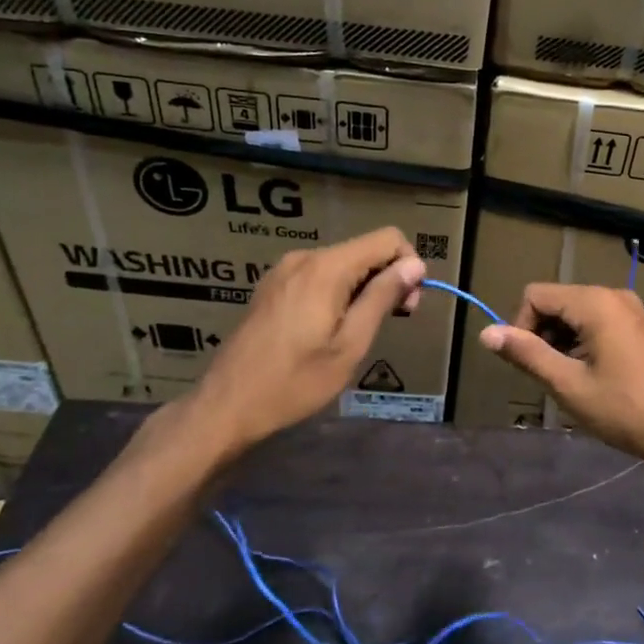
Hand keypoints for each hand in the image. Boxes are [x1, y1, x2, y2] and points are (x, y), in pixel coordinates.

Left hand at [172, 226, 425, 456]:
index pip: (387, 239)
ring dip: (363, 289)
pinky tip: (331, 328)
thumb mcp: (350, 344)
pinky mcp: (273, 287)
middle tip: (391, 322)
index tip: (408, 305)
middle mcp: (304, 258)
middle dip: (388, 278)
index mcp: (326, 268)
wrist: (228, 405)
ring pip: (343, 264)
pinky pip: (320, 276)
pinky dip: (339, 293)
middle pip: (365, 250)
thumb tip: (415, 264)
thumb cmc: (295, 382)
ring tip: (360, 331)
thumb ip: (382, 298)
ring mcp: (284, 271)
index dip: (408, 265)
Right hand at [478, 283, 643, 476]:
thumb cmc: (624, 409)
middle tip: (550, 376)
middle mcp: (613, 295)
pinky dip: (583, 344)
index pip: (535, 296)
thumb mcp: (568, 384)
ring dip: (562, 343)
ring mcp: (631, 310)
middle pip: (556, 302)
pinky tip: (591, 377)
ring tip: (570, 381)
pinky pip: (597, 323)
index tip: (529, 365)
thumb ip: (527, 354)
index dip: (521, 327)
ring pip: (575, 314)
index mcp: (595, 302)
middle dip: (542, 336)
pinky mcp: (640, 327)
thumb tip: (486, 333)